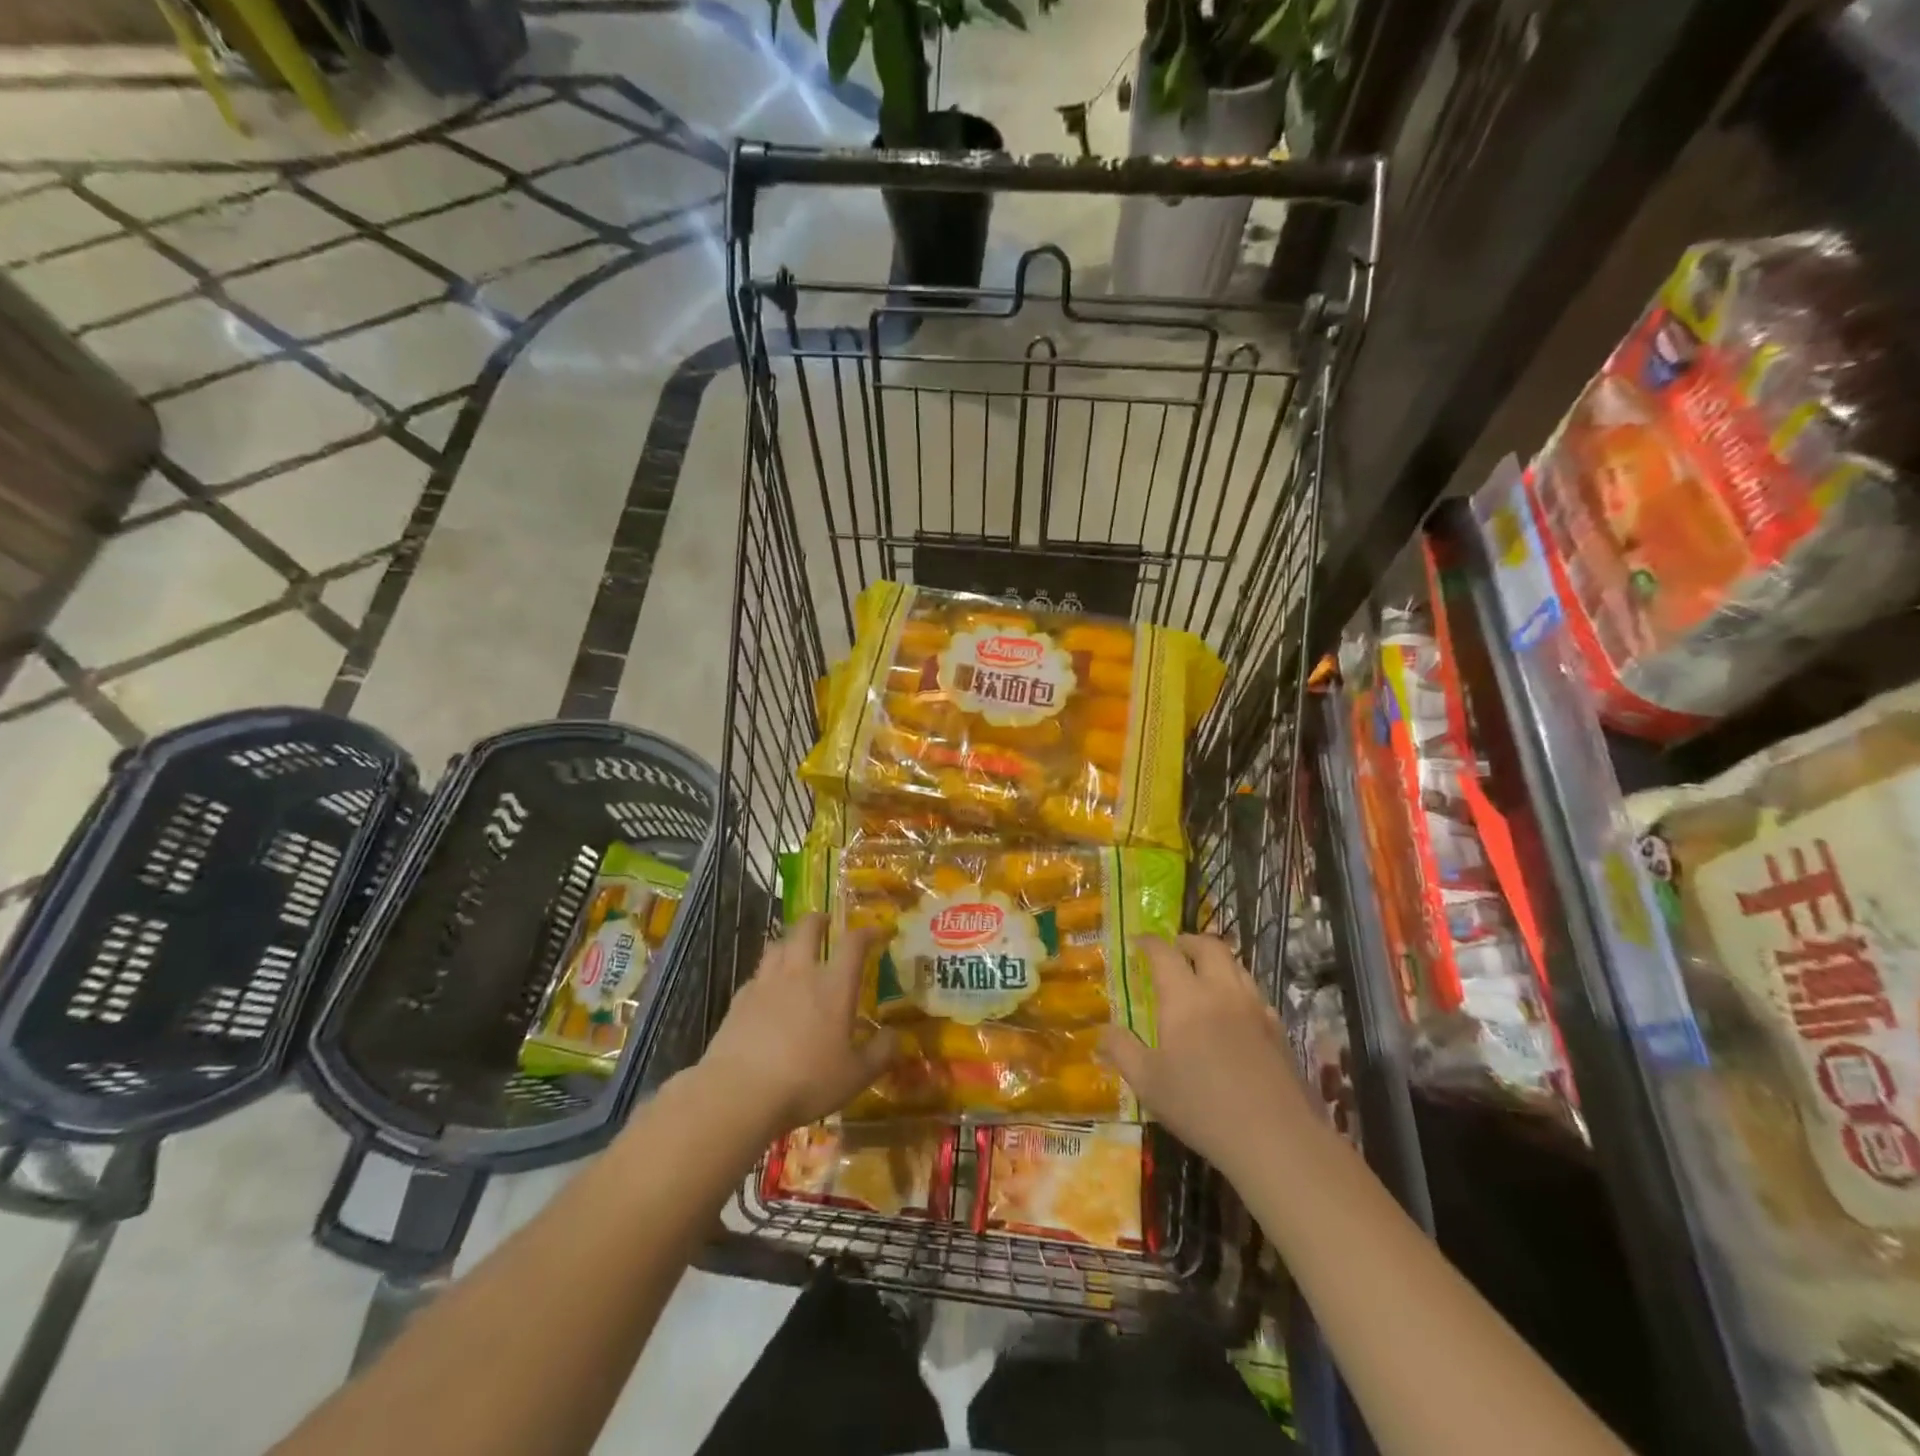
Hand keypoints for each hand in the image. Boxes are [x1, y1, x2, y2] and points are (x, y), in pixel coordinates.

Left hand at [698, 914, 896, 1135]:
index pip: (853, 944)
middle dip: (818, 920)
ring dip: (790, 941)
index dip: (867, 932)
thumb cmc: (806, 1082)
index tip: (876, 932)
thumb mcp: (856, 1076)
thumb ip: (881, 1053)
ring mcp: (765, 984)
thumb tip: (897, 1036)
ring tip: (795, 949)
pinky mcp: (739, 1000)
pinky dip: (767, 974)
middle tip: (826, 922)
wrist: (739, 1093)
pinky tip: (768, 990)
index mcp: (834, 986)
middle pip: (807, 929)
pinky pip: (756, 975)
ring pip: (778, 945)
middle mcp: (800, 974)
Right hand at [1099, 934, 1312, 1181]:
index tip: (1138, 942)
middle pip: (1210, 946)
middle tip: (1176, 948)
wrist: (1276, 1139)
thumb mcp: (1148, 1083)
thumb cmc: (1201, 1107)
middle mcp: (1222, 991)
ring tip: (1204, 974)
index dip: (1149, 943)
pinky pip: (1256, 993)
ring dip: (1217, 960)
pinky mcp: (1279, 1030)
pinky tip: (1234, 1011)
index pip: (1164, 953)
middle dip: (1189, 941)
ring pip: (1237, 965)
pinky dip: (1239, 987)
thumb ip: (1122, 1050)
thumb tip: (1102, 1032)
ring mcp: (1256, 1008)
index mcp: (1185, 997)